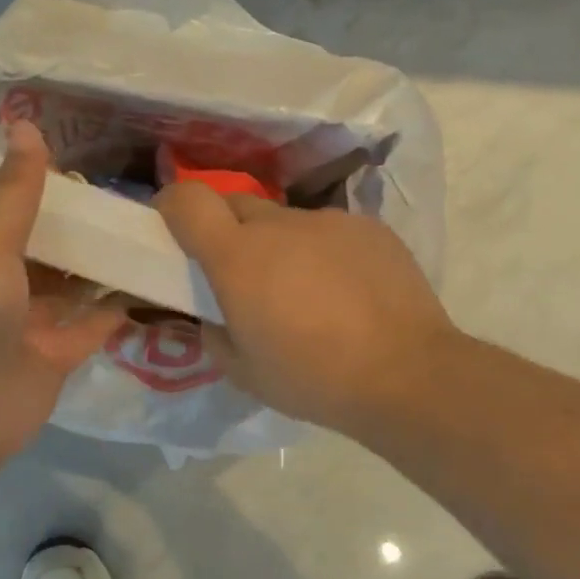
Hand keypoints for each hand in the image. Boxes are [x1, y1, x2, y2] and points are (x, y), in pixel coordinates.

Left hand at [0, 122, 126, 478]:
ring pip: (72, 285)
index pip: (4, 210)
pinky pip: (93, 324)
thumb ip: (13, 192)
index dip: (39, 186)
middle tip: (133, 192)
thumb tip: (25, 124)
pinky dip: (119, 306)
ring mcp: (26, 323)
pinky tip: (154, 279)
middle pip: (45, 247)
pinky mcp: (55, 356)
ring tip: (151, 228)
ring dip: (104, 263)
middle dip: (81, 225)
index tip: (85, 160)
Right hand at [154, 183, 458, 434]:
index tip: (173, 227)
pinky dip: (324, 253)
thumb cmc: (313, 378)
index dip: (172, 206)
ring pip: (287, 221)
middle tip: (241, 273)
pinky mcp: (370, 227)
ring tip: (305, 292)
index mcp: (238, 257)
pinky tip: (347, 293)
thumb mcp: (243, 372)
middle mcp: (280, 225)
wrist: (407, 374)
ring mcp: (329, 221)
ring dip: (280, 246)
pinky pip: (330, 232)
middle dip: (226, 230)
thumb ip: (215, 334)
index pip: (188, 200)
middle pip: (236, 204)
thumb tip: (217, 315)